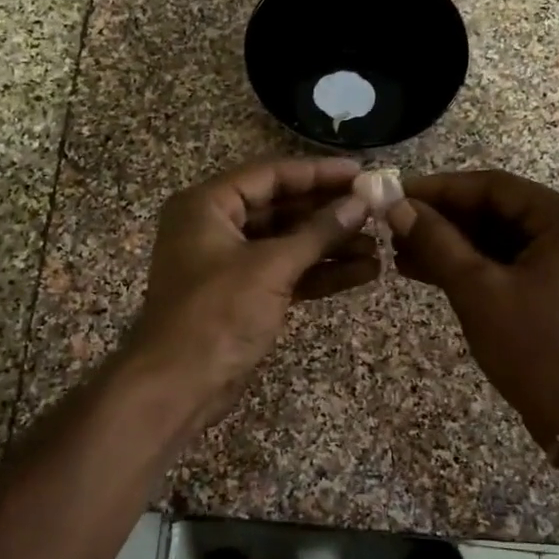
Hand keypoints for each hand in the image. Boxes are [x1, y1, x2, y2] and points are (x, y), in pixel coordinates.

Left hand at [127, 157, 375, 418]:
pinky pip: (286, 273)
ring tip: (379, 246)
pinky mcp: (243, 296)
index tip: (362, 173)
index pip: (270, 174)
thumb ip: (318, 232)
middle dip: (329, 212)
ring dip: (330, 245)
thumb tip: (361, 203)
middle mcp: (216, 227)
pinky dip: (319, 273)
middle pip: (281, 207)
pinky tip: (362, 272)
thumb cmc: (217, 314)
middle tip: (377, 209)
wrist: (178, 385)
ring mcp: (230, 264)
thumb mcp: (271, 267)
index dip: (318, 173)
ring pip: (287, 243)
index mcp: (208, 205)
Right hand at [389, 171, 558, 446]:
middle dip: (443, 220)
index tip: (394, 195)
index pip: (493, 187)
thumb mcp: (478, 291)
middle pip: (497, 210)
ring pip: (499, 238)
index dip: (439, 190)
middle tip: (392, 226)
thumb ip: (437, 243)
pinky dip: (472, 266)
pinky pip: (509, 262)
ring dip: (452, 245)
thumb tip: (396, 207)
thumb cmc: (536, 348)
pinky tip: (427, 270)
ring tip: (400, 252)